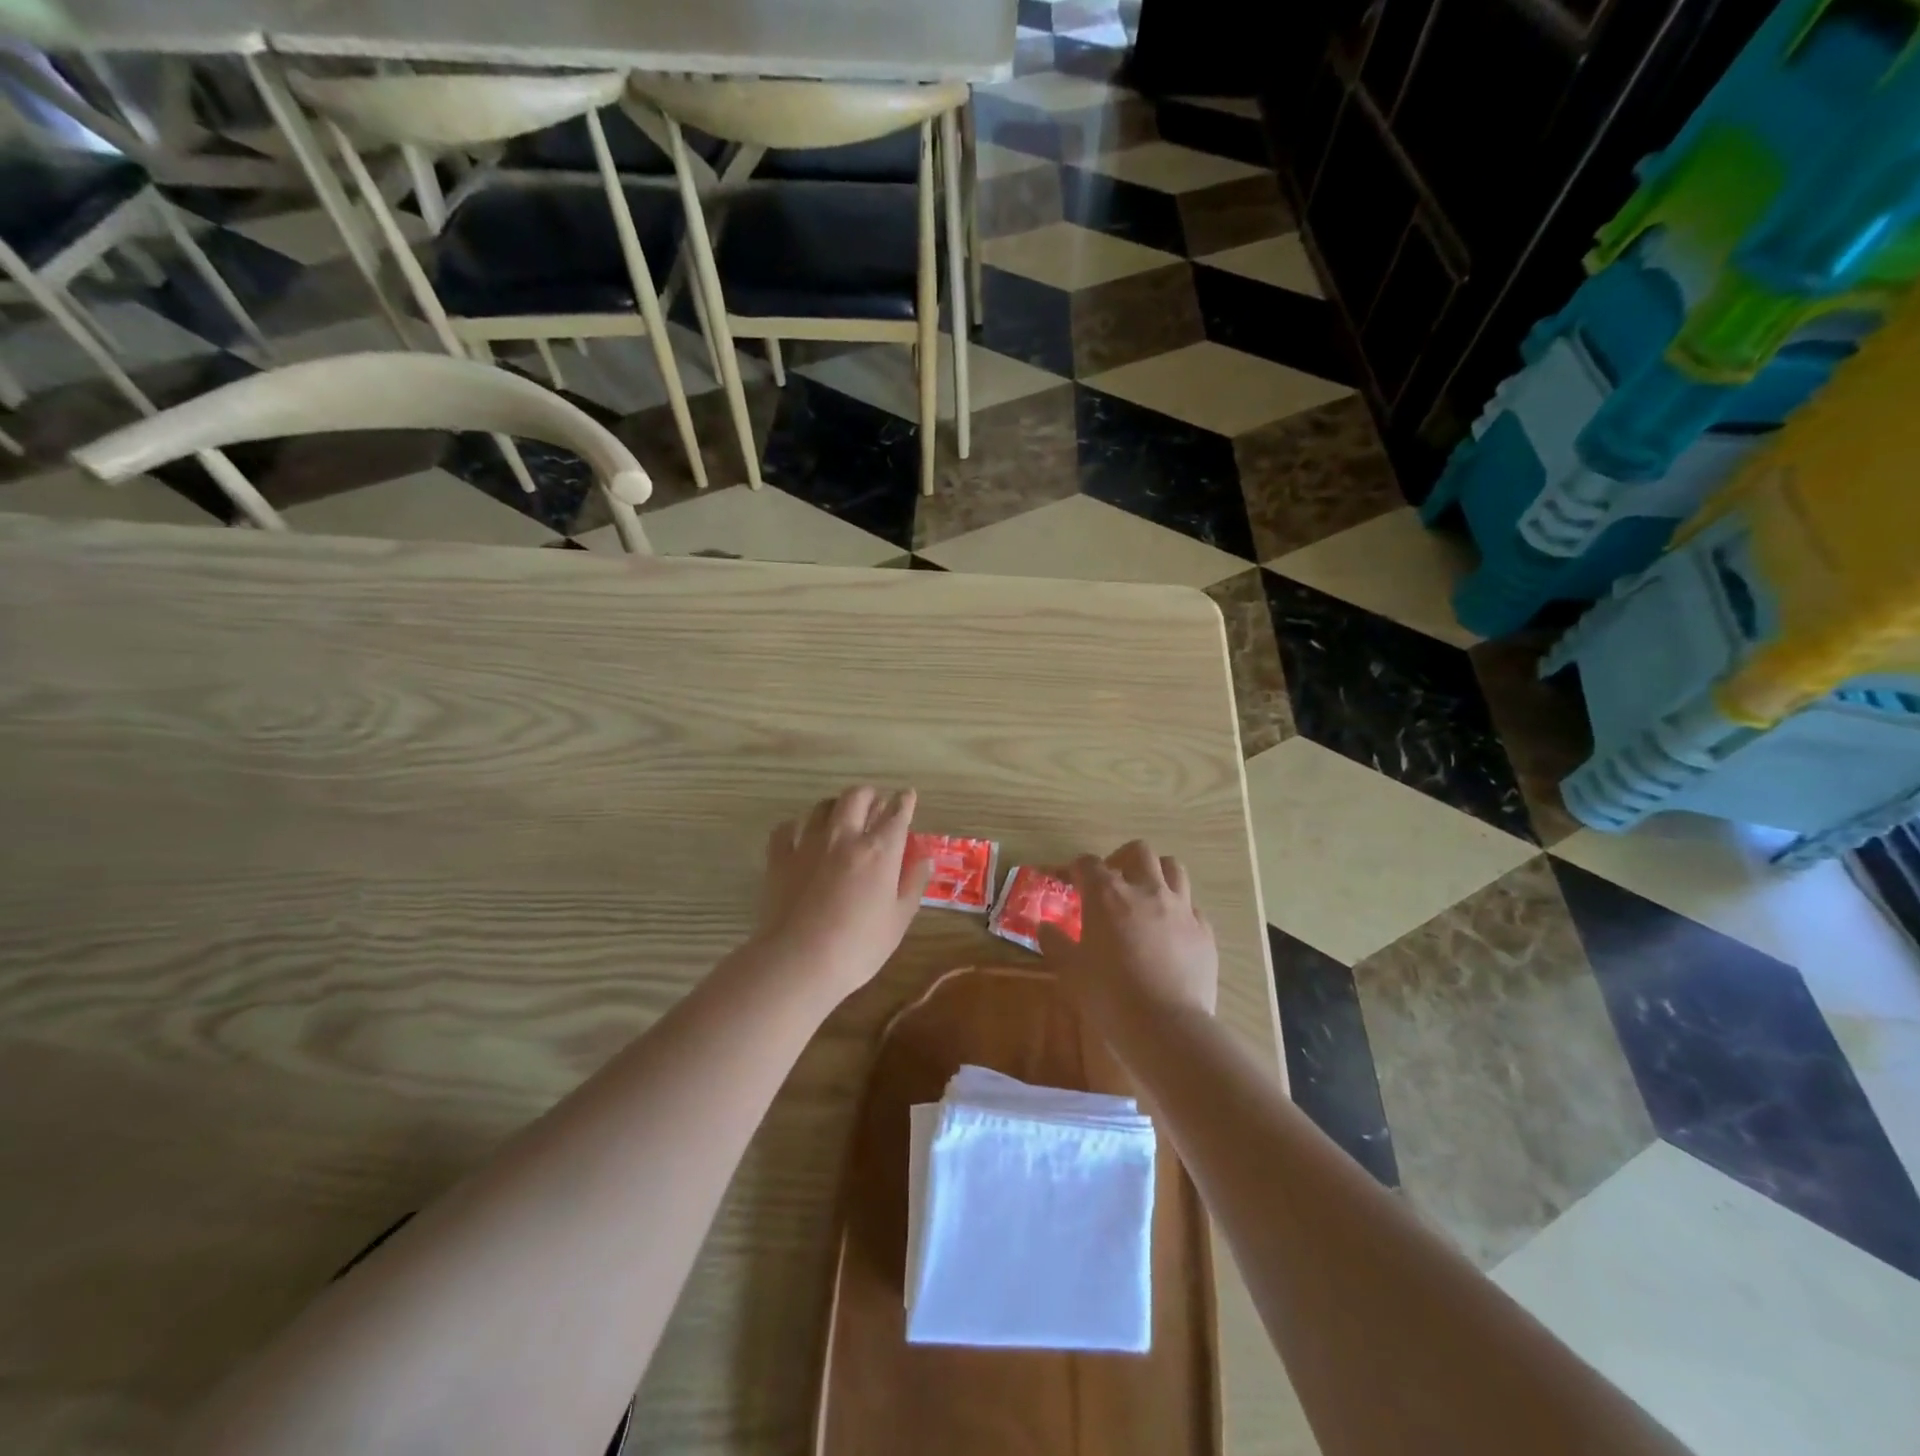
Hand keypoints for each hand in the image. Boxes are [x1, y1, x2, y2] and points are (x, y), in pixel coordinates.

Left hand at [751, 786, 933, 1006]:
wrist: (799, 961)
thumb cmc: (858, 946)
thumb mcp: (899, 920)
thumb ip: (913, 883)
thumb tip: (924, 858)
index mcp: (879, 851)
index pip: (896, 814)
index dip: (904, 801)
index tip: (907, 795)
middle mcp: (844, 837)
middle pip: (856, 797)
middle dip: (869, 795)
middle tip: (874, 803)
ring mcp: (808, 844)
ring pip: (822, 806)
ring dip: (836, 806)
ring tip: (841, 815)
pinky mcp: (780, 858)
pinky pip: (787, 828)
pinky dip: (798, 826)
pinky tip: (801, 835)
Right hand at [1039, 841, 1217, 1027]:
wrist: (1167, 1027)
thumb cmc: (1109, 995)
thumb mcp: (1071, 970)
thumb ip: (1056, 943)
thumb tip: (1045, 928)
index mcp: (1107, 895)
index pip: (1088, 863)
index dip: (1077, 869)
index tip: (1070, 882)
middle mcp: (1146, 890)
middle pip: (1138, 851)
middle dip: (1122, 859)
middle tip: (1112, 883)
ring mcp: (1180, 908)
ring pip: (1173, 868)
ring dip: (1156, 874)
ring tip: (1146, 895)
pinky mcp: (1204, 931)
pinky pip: (1192, 907)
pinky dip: (1179, 910)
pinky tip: (1171, 930)